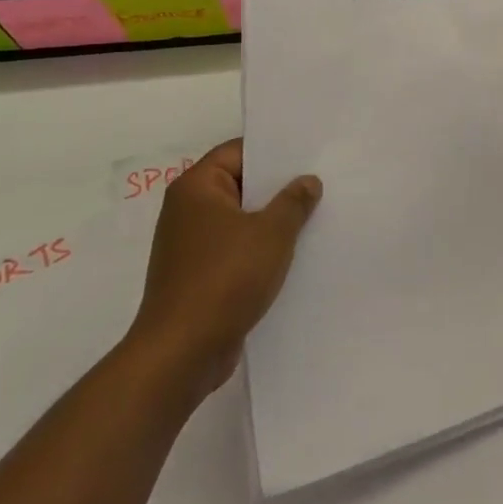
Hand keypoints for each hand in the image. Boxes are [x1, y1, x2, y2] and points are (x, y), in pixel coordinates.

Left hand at [124, 138, 321, 399]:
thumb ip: (294, 201)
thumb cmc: (225, 278)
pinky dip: (261, 248)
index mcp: (197, 188)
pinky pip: (236, 248)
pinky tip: (294, 253)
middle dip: (278, 186)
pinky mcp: (199, 276)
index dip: (274, 149)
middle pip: (240, 184)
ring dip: (272, 220)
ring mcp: (191, 246)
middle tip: (320, 181)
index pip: (238, 151)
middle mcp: (188, 211)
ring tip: (315, 215)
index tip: (309, 152)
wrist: (182, 354)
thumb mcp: (272, 233)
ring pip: (241, 219)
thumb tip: (307, 181)